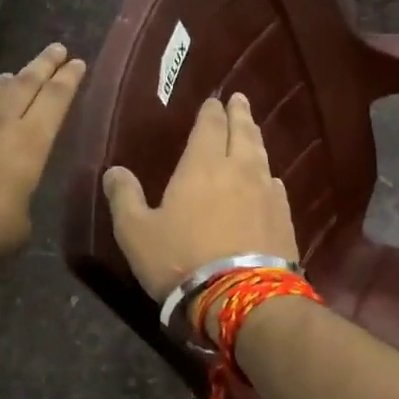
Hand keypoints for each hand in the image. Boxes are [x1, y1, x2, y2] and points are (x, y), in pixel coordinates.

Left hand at [0, 43, 86, 259]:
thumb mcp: (22, 222)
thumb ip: (21, 199)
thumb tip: (13, 198)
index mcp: (31, 142)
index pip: (56, 100)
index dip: (68, 79)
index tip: (77, 63)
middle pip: (25, 84)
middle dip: (43, 65)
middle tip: (56, 49)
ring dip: (3, 82)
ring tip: (12, 75)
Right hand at [102, 93, 298, 304]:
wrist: (242, 298)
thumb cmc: (181, 259)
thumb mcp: (136, 232)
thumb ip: (124, 198)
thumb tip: (114, 170)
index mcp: (202, 166)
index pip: (209, 127)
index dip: (211, 112)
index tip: (214, 101)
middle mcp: (238, 170)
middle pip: (242, 133)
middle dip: (239, 115)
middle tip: (240, 100)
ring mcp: (266, 194)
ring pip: (261, 156)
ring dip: (255, 139)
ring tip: (252, 131)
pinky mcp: (283, 219)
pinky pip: (276, 186)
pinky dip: (269, 175)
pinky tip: (271, 180)